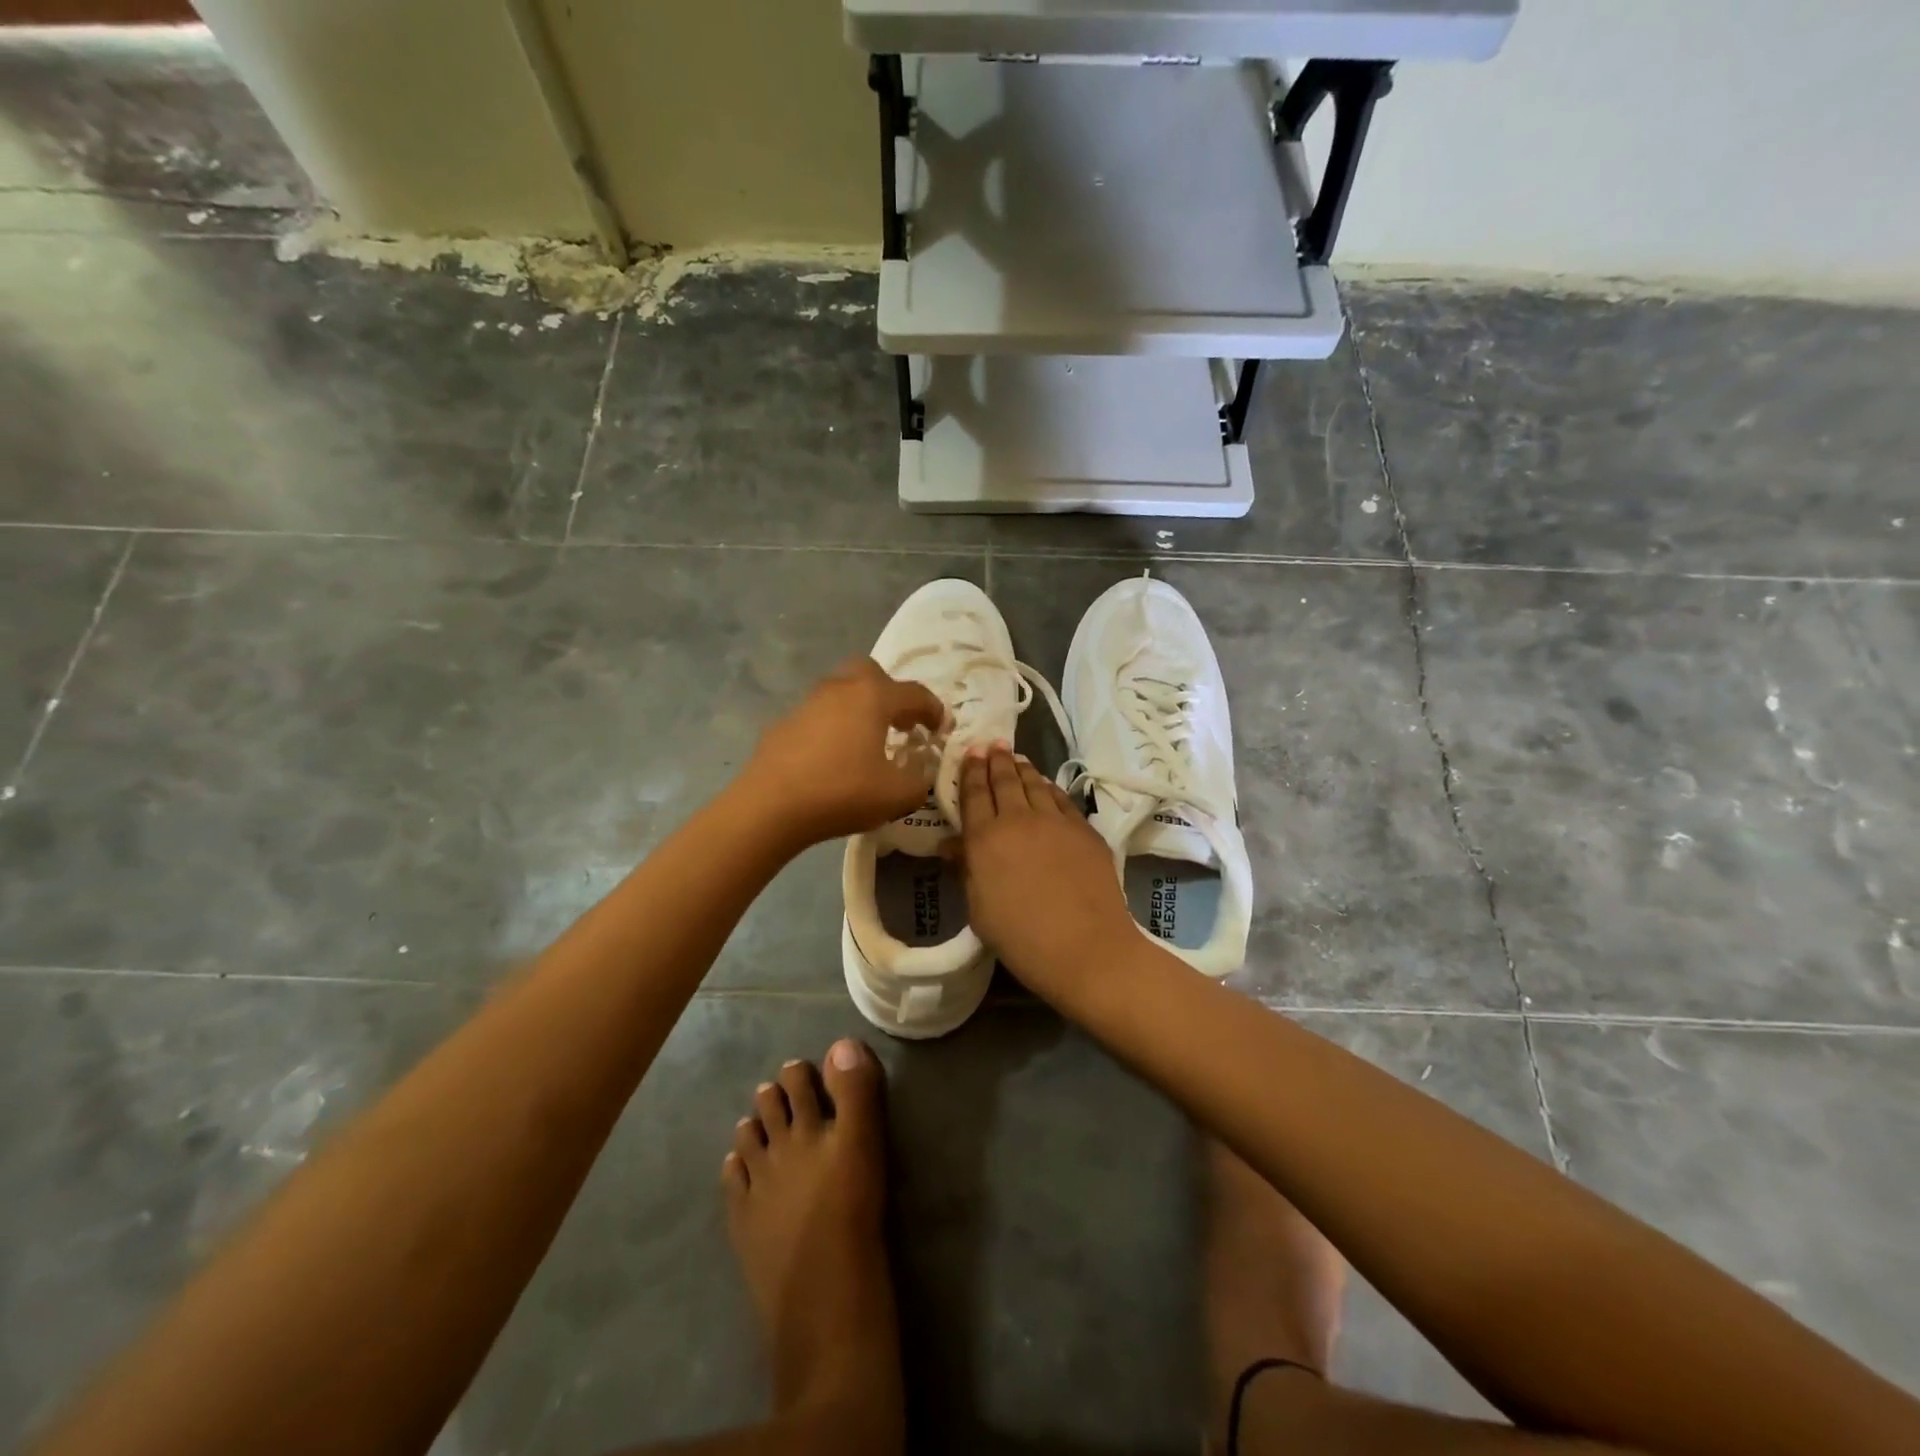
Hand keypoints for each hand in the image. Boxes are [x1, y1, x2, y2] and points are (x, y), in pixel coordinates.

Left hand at [741, 658, 946, 847]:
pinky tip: (833, 759)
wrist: (769, 806)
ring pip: (842, 692)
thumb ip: (919, 781)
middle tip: (900, 724)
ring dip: (860, 710)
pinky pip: (819, 716)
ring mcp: (807, 703)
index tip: (941, 730)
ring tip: (868, 743)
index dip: (934, 710)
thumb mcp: (898, 795)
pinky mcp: (783, 724)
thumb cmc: (842, 792)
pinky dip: (833, 728)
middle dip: (891, 693)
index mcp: (873, 697)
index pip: (915, 693)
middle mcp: (841, 689)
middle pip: (871, 673)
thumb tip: (917, 773)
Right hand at [953, 744, 1135, 996]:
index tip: (971, 751)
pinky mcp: (1085, 830)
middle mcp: (1018, 820)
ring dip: (1023, 769)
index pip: (974, 794)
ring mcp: (1056, 822)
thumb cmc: (1021, 938)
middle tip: (993, 744)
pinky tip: (1046, 786)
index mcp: (985, 839)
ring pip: (1035, 784)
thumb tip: (950, 845)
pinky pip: (1062, 799)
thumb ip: (966, 870)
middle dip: (996, 760)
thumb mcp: (979, 910)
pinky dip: (1050, 788)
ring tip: (1017, 758)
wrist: (1086, 948)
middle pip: (1005, 781)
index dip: (971, 770)